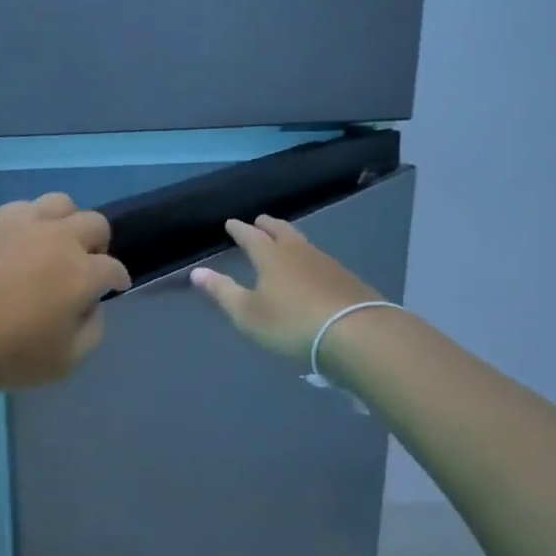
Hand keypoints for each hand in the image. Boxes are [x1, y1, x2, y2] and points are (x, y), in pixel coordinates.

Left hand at [0, 193, 131, 394]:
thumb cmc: (3, 355)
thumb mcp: (63, 362)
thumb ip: (91, 331)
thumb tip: (92, 306)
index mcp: (81, 273)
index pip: (113, 268)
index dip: (117, 281)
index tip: (113, 289)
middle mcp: (58, 238)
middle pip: (94, 224)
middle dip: (98, 245)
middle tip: (85, 267)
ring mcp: (21, 223)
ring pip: (61, 204)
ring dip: (67, 223)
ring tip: (53, 245)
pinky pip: (22, 207)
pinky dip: (31, 221)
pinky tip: (19, 242)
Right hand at [190, 215, 379, 362]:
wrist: (358, 334)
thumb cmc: (292, 323)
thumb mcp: (248, 313)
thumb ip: (222, 292)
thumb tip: (197, 272)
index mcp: (271, 256)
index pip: (250, 236)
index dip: (239, 230)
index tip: (230, 223)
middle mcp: (298, 252)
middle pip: (281, 231)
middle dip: (267, 225)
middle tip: (259, 221)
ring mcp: (327, 264)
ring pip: (303, 243)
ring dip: (289, 238)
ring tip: (283, 241)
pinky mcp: (347, 280)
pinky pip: (320, 260)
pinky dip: (308, 258)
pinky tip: (311, 269)